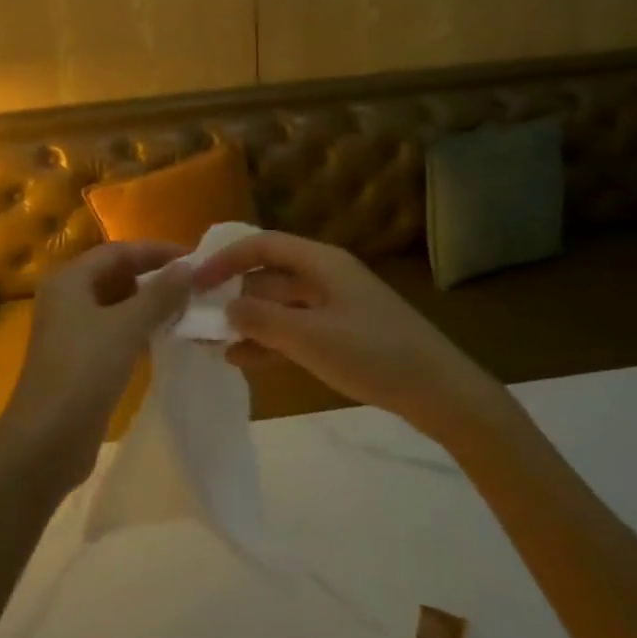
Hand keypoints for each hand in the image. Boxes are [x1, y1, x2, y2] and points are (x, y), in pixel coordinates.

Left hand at [0, 241, 192, 490]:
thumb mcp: (126, 327)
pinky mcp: (81, 359)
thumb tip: (188, 267)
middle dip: (155, 278)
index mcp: (69, 279)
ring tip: (189, 308)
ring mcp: (72, 330)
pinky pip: (116, 332)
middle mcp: (67, 298)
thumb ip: (159, 295)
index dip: (157, 252)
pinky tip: (168, 337)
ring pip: (118, 305)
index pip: (119, 251)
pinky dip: (140, 329)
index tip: (195, 259)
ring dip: (150, 305)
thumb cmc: (83, 371)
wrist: (46, 440)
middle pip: (117, 275)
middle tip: (196, 284)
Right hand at [195, 230, 496, 437]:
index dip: (225, 259)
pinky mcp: (344, 333)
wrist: (441, 392)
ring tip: (212, 341)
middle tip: (198, 316)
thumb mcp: (310, 338)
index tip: (195, 282)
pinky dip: (270, 340)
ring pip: (280, 304)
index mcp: (321, 262)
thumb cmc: (373, 354)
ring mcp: (336, 305)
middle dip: (233, 293)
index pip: (262, 245)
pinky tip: (243, 359)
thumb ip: (262, 321)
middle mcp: (326, 275)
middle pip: (269, 274)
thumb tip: (227, 309)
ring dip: (248, 320)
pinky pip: (296, 328)